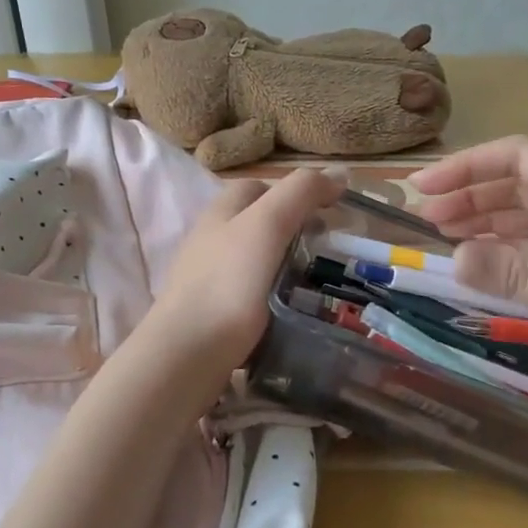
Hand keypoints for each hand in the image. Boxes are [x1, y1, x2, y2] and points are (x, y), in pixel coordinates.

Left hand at [142, 169, 343, 381]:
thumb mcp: (268, 224)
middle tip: (327, 251)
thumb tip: (339, 173)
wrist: (188, 354)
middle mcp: (210, 240)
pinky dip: (273, 298)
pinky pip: (250, 296)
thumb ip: (301, 193)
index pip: (259, 187)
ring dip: (284, 266)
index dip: (296, 192)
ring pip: (254, 261)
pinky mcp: (212, 315)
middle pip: (256, 224)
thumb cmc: (229, 283)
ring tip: (316, 283)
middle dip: (292, 231)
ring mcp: (208, 279)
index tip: (331, 213)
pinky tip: (289, 312)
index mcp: (221, 212)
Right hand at [410, 137, 527, 429]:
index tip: (424, 188)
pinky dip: (511, 263)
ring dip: (488, 228)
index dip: (471, 166)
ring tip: (445, 243)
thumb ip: (523, 275)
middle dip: (473, 197)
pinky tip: (486, 273)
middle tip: (425, 222)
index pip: (525, 159)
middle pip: (524, 189)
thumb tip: (452, 258)